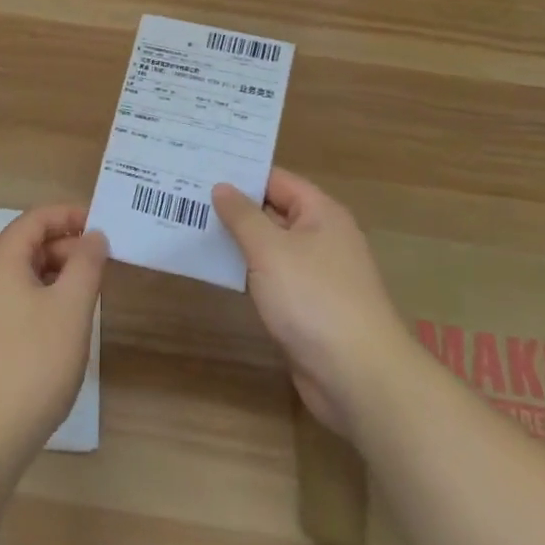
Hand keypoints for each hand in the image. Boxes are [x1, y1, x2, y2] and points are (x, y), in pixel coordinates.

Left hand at [0, 206, 107, 465]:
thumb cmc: (32, 362)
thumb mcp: (71, 308)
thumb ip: (86, 265)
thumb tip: (93, 237)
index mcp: (1, 260)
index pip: (36, 219)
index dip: (70, 215)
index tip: (104, 225)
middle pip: (29, 245)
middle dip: (67, 247)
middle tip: (104, 264)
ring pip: (25, 275)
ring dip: (58, 275)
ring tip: (90, 293)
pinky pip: (18, 301)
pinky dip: (45, 299)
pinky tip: (66, 325)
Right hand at [213, 169, 402, 438]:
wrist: (359, 378)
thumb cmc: (314, 299)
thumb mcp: (270, 250)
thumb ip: (242, 216)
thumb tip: (222, 187)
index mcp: (320, 213)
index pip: (275, 180)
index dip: (241, 173)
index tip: (201, 167)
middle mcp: (321, 237)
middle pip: (272, 211)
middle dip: (233, 206)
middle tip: (185, 194)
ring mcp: (315, 275)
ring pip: (270, 247)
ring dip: (237, 241)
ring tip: (190, 226)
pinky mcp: (307, 308)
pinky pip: (272, 278)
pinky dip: (247, 272)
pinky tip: (215, 269)